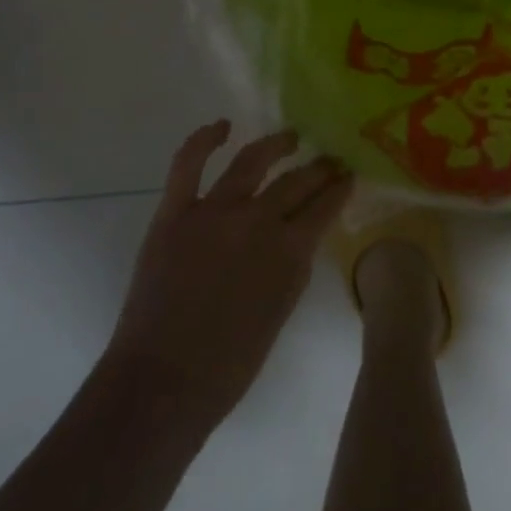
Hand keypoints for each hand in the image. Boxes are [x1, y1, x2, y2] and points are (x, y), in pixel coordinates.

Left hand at [111, 121, 351, 427]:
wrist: (162, 384)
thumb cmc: (229, 364)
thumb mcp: (281, 311)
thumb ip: (293, 266)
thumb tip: (300, 235)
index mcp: (290, 251)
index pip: (325, 205)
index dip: (340, 188)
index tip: (349, 176)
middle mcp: (258, 220)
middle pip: (297, 181)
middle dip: (320, 168)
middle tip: (330, 159)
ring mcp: (214, 211)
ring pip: (252, 162)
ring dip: (276, 145)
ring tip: (290, 137)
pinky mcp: (175, 213)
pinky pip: (188, 164)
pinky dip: (204, 139)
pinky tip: (222, 127)